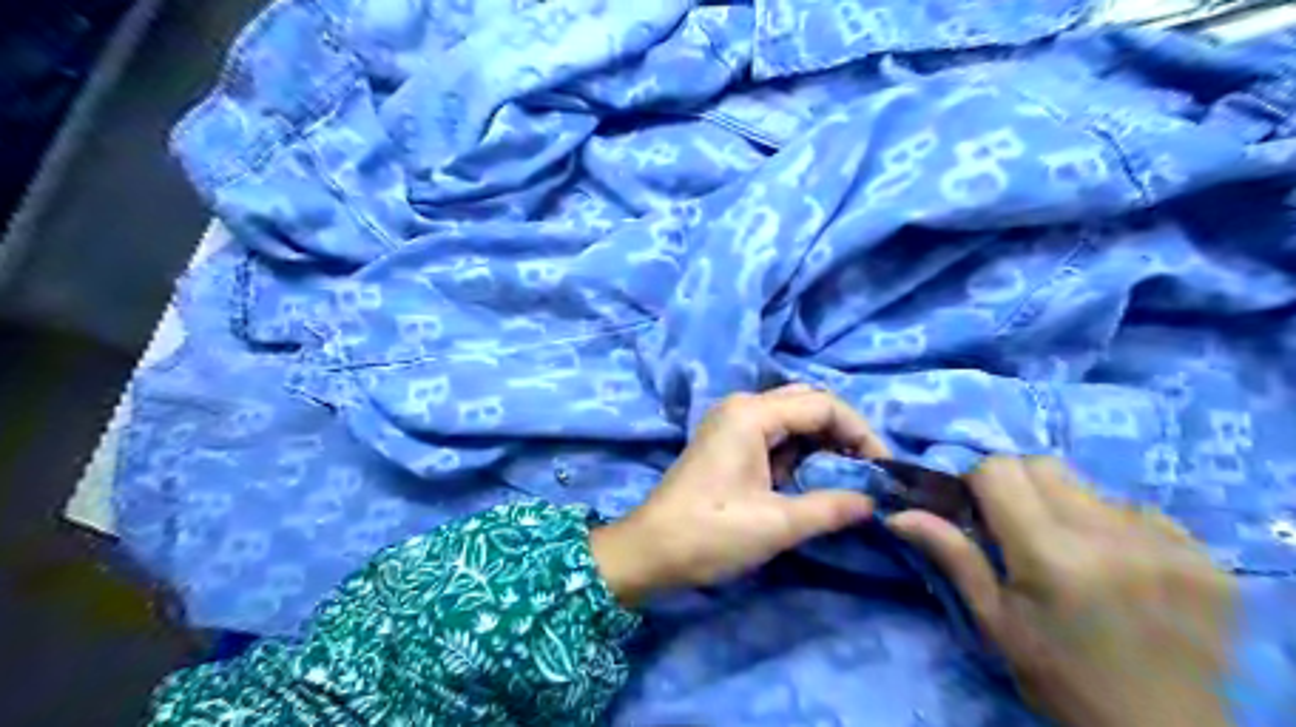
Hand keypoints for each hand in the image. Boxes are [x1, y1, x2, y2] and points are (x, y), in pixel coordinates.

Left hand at [590, 385, 885, 608]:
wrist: (649, 551)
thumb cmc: (710, 533)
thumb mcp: (777, 524)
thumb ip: (831, 507)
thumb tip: (873, 502)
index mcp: (752, 413)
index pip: (823, 405)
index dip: (860, 433)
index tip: (883, 468)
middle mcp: (742, 407)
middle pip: (808, 404)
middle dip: (842, 434)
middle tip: (866, 470)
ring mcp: (731, 423)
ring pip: (792, 419)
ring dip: (822, 444)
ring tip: (846, 478)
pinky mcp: (727, 443)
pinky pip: (774, 436)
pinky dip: (799, 454)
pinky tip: (811, 480)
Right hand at [893, 458, 1232, 723]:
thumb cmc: (1058, 677)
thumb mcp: (994, 621)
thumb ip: (952, 556)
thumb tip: (898, 513)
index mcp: (1051, 556)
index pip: (1000, 469)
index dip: (980, 482)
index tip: (981, 512)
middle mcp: (1111, 537)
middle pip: (1043, 465)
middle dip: (1019, 485)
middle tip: (1020, 529)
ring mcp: (1166, 543)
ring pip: (1088, 485)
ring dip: (1067, 505)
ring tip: (1074, 552)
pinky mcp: (1203, 553)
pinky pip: (1137, 509)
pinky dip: (1114, 524)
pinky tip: (1120, 566)